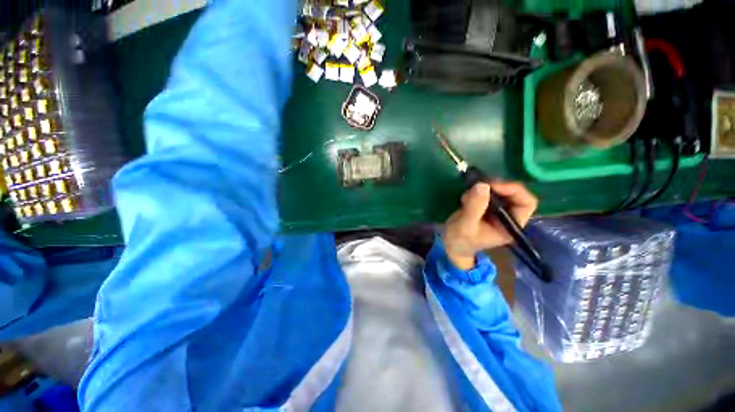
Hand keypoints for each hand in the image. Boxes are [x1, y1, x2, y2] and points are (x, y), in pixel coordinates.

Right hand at [444, 181, 537, 269]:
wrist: (450, 245)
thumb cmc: (459, 240)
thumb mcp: (465, 225)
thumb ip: (474, 206)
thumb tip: (483, 185)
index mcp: (510, 226)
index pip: (526, 203)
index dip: (513, 190)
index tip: (492, 186)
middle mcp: (507, 217)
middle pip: (514, 194)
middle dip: (496, 187)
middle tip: (478, 186)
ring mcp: (496, 211)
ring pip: (500, 191)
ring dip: (484, 189)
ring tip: (466, 198)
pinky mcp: (485, 207)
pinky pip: (487, 192)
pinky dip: (477, 191)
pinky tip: (465, 199)